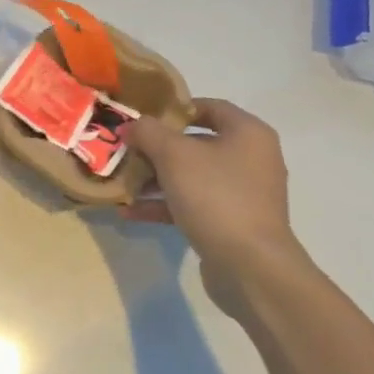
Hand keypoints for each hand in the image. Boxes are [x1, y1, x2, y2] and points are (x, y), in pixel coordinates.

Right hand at [123, 98, 305, 311]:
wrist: (250, 266)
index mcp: (247, 133)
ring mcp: (243, 194)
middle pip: (196, 143)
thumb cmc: (216, 196)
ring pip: (191, 176)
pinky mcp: (232, 223)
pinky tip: (131, 212)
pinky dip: (165, 205)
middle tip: (126, 152)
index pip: (209, 106)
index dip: (174, 108)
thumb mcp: (173, 155)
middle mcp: (251, 159)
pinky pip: (193, 204)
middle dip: (157, 148)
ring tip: (123, 184)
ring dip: (155, 179)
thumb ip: (148, 132)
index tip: (142, 118)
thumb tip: (133, 126)